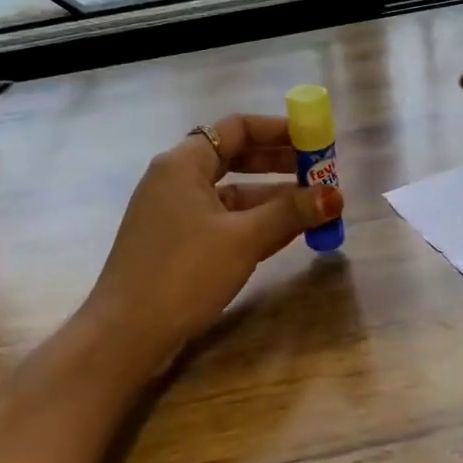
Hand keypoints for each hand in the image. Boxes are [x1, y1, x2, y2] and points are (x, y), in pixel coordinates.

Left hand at [82, 113, 343, 371]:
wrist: (126, 334)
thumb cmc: (184, 272)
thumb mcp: (243, 239)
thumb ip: (291, 212)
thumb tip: (336, 196)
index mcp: (183, 164)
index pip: (237, 128)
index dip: (279, 131)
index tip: (314, 141)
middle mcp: (176, 181)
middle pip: (236, 159)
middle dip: (281, 166)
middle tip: (321, 175)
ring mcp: (174, 214)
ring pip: (232, 196)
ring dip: (273, 200)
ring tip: (316, 209)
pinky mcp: (177, 245)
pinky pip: (223, 222)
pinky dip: (254, 224)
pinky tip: (288, 234)